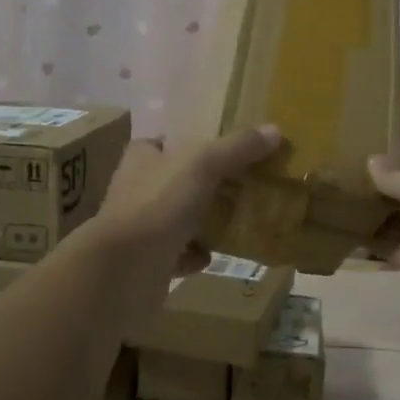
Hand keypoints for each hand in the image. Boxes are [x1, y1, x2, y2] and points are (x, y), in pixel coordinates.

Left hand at [98, 124, 281, 273]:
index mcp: (142, 159)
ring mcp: (140, 228)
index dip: (188, 144)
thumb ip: (238, 147)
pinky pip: (177, 255)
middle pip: (175, 181)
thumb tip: (275, 130)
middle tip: (243, 187)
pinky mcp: (147, 262)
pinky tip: (212, 256)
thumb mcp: (204, 163)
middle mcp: (136, 190)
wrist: (124, 269)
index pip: (163, 143)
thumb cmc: (159, 203)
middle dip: (205, 185)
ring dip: (202, 221)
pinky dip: (194, 256)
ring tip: (237, 221)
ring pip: (177, 219)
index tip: (221, 152)